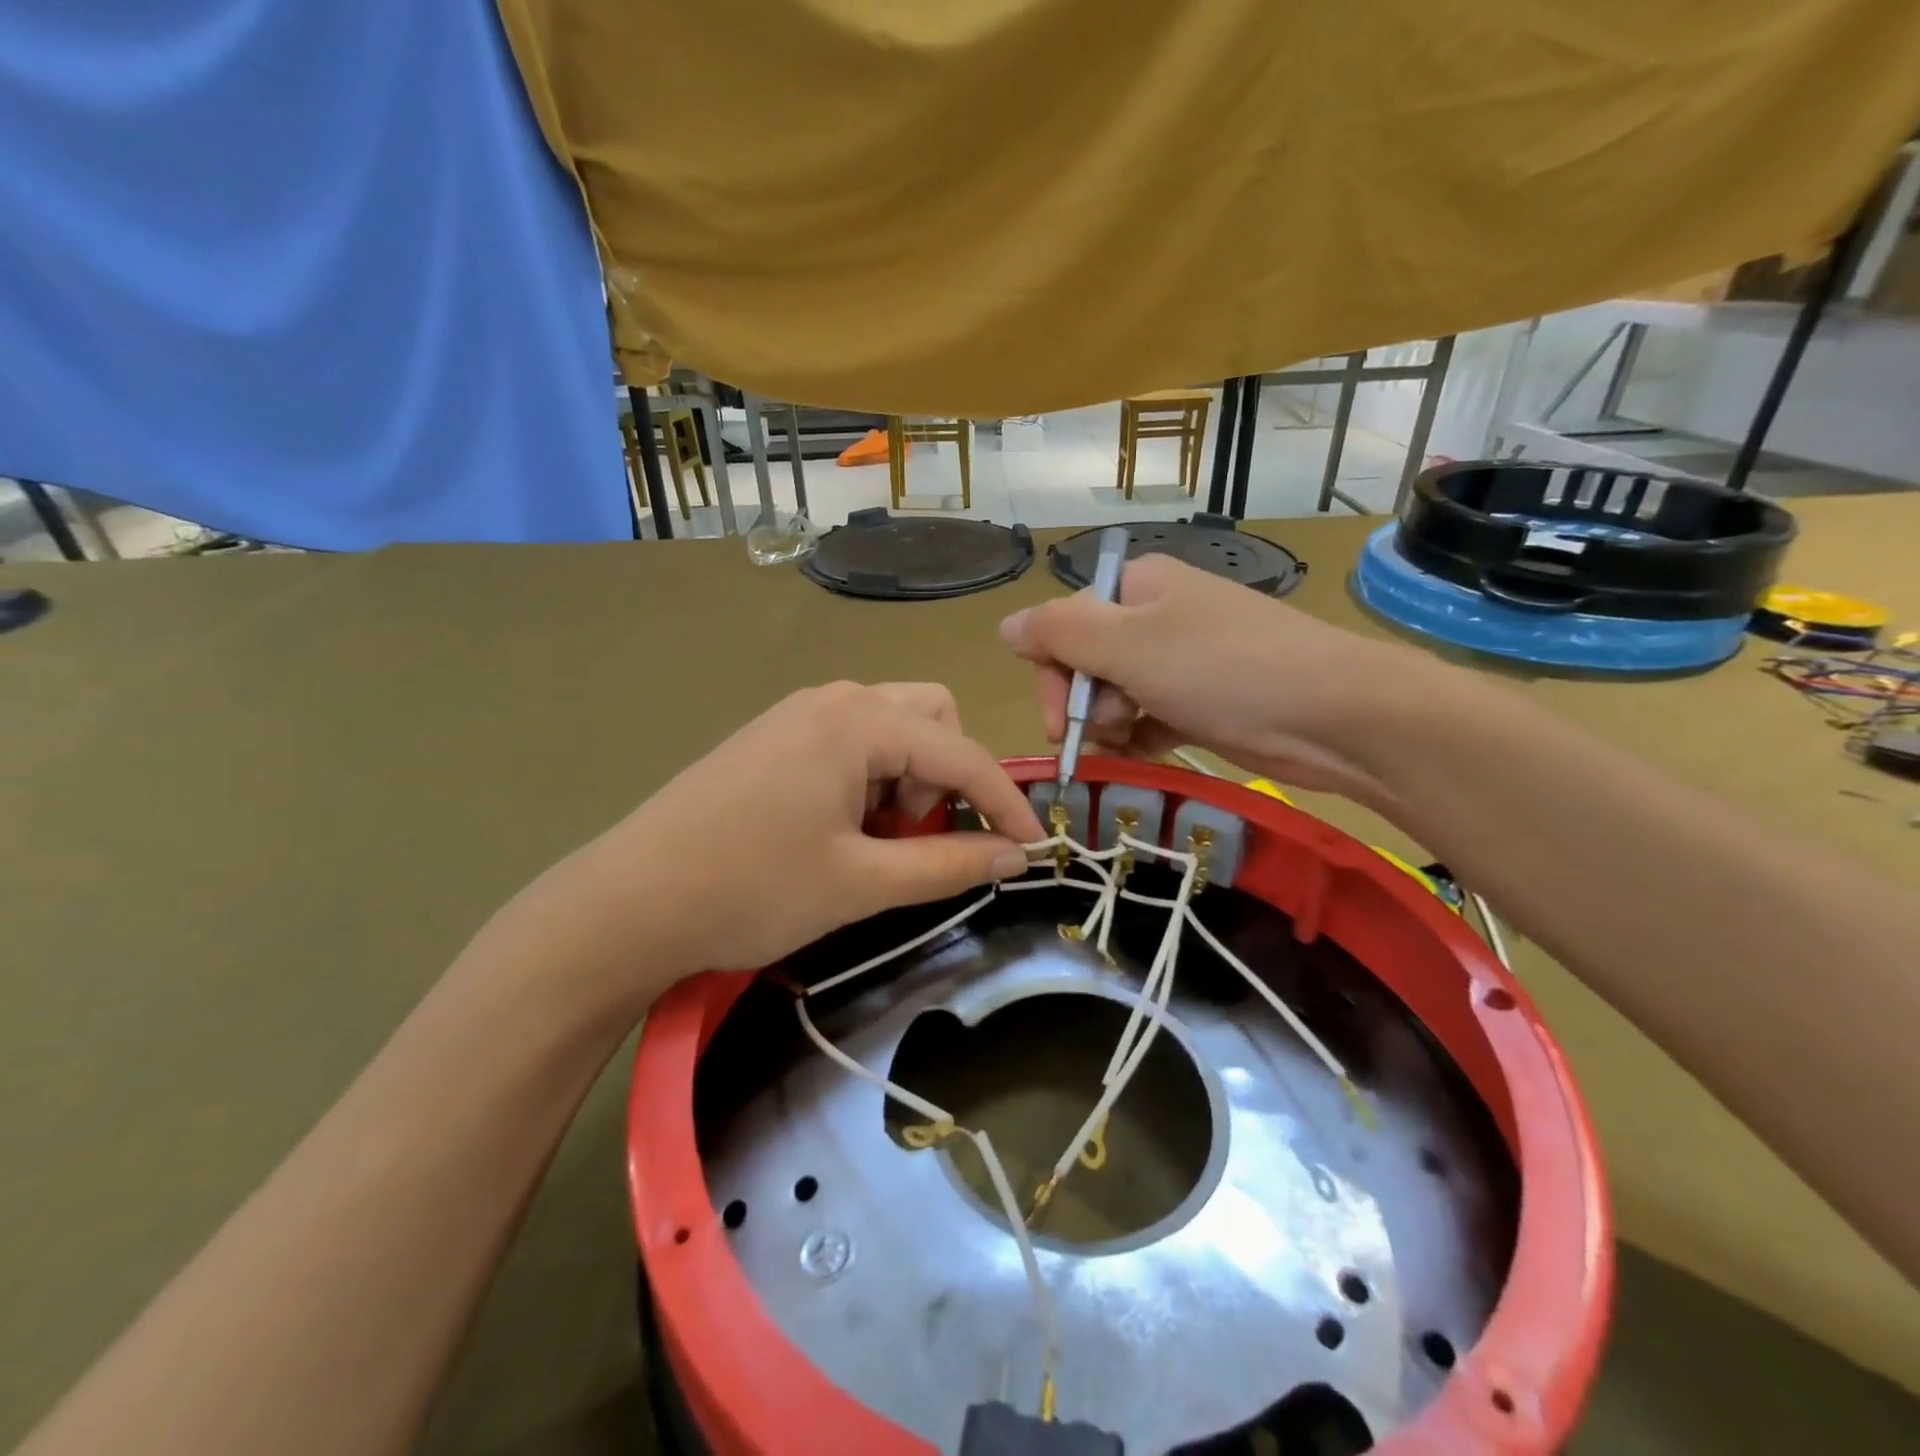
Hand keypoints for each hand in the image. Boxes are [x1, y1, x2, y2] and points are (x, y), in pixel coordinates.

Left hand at [484, 683, 1044, 1015]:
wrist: (627, 902)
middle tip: (917, 834)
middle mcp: (834, 699)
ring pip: (890, 729)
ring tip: (873, 841)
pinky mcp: (774, 737)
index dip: (1004, 802)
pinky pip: (850, 742)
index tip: (1033, 847)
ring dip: (906, 779)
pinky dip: (869, 779)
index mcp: (859, 720)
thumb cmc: (751, 890)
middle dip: (945, 775)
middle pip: (930, 717)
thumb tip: (1014, 856)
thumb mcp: (862, 884)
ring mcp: (798, 714)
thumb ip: (947, 864)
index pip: (961, 752)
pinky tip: (837, 830)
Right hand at [999, 554, 1424, 802]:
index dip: (1052, 671)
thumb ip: (1058, 632)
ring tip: (1126, 745)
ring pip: (1117, 694)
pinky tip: (1142, 754)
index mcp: (1138, 587)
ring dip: (1108, 725)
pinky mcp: (1205, 701)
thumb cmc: (1221, 669)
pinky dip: (1139, 737)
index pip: (1065, 623)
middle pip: (1088, 660)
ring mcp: (1185, 660)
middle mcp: (1159, 616)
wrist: (1333, 715)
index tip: (1056, 719)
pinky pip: (1150, 717)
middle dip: (1082, 703)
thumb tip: (1004, 627)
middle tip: (1097, 735)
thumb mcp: (1127, 645)